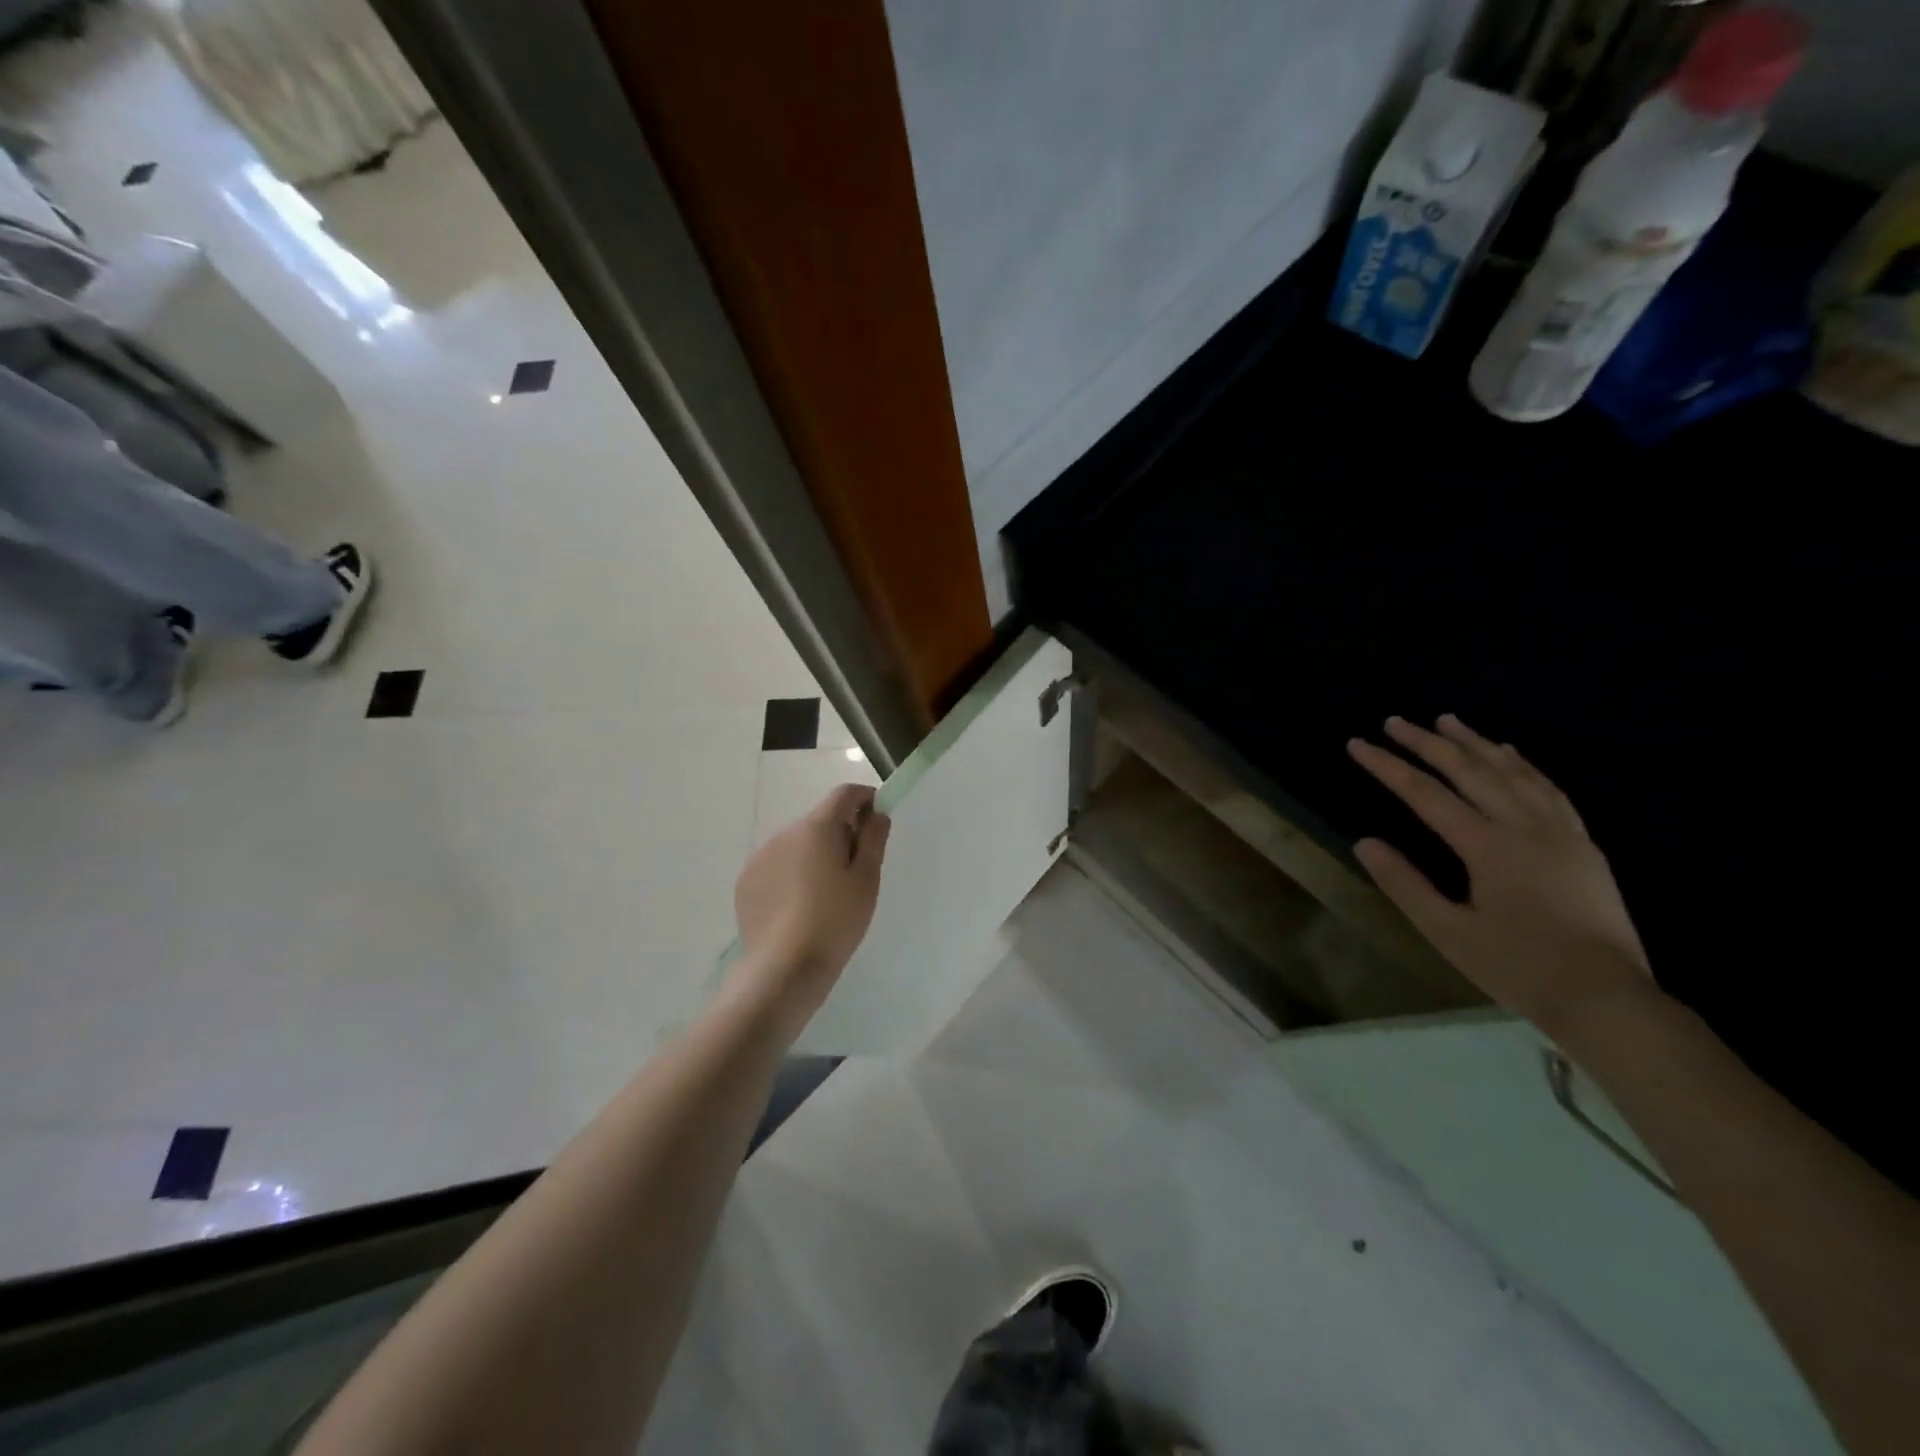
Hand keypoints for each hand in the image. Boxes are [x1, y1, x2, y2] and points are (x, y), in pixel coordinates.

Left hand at [728, 784, 890, 1040]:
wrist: (784, 968)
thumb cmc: (835, 920)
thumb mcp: (866, 879)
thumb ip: (873, 839)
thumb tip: (876, 814)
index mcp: (816, 827)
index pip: (843, 794)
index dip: (864, 799)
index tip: (876, 821)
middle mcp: (784, 833)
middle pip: (819, 820)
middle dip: (840, 833)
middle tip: (856, 868)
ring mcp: (760, 858)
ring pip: (796, 844)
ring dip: (813, 854)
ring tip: (825, 893)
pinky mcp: (746, 883)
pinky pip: (776, 866)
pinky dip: (791, 874)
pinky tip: (800, 907)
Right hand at [1347, 715, 1652, 1036]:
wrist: (1607, 999)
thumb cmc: (1518, 967)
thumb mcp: (1447, 932)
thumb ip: (1404, 884)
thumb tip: (1365, 842)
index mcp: (1488, 847)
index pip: (1427, 794)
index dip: (1388, 766)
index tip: (1358, 744)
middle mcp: (1525, 827)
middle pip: (1471, 771)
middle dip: (1428, 743)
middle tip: (1395, 721)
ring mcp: (1561, 832)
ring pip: (1513, 772)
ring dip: (1476, 743)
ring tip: (1448, 721)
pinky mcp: (1583, 845)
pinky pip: (1550, 789)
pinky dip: (1524, 765)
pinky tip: (1509, 753)